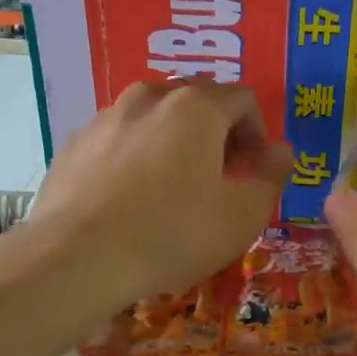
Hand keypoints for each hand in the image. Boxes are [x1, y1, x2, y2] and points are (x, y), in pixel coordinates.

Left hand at [27, 81, 292, 310]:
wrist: (76, 259)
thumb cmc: (172, 234)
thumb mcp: (242, 216)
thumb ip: (271, 176)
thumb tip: (281, 151)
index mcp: (197, 106)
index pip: (243, 99)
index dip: (258, 133)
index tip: (253, 170)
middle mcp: (150, 96)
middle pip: (198, 103)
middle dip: (217, 135)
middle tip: (219, 180)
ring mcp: (106, 117)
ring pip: (155, 119)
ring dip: (175, 144)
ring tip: (173, 190)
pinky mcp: (75, 143)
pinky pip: (120, 140)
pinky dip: (136, 157)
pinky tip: (131, 200)